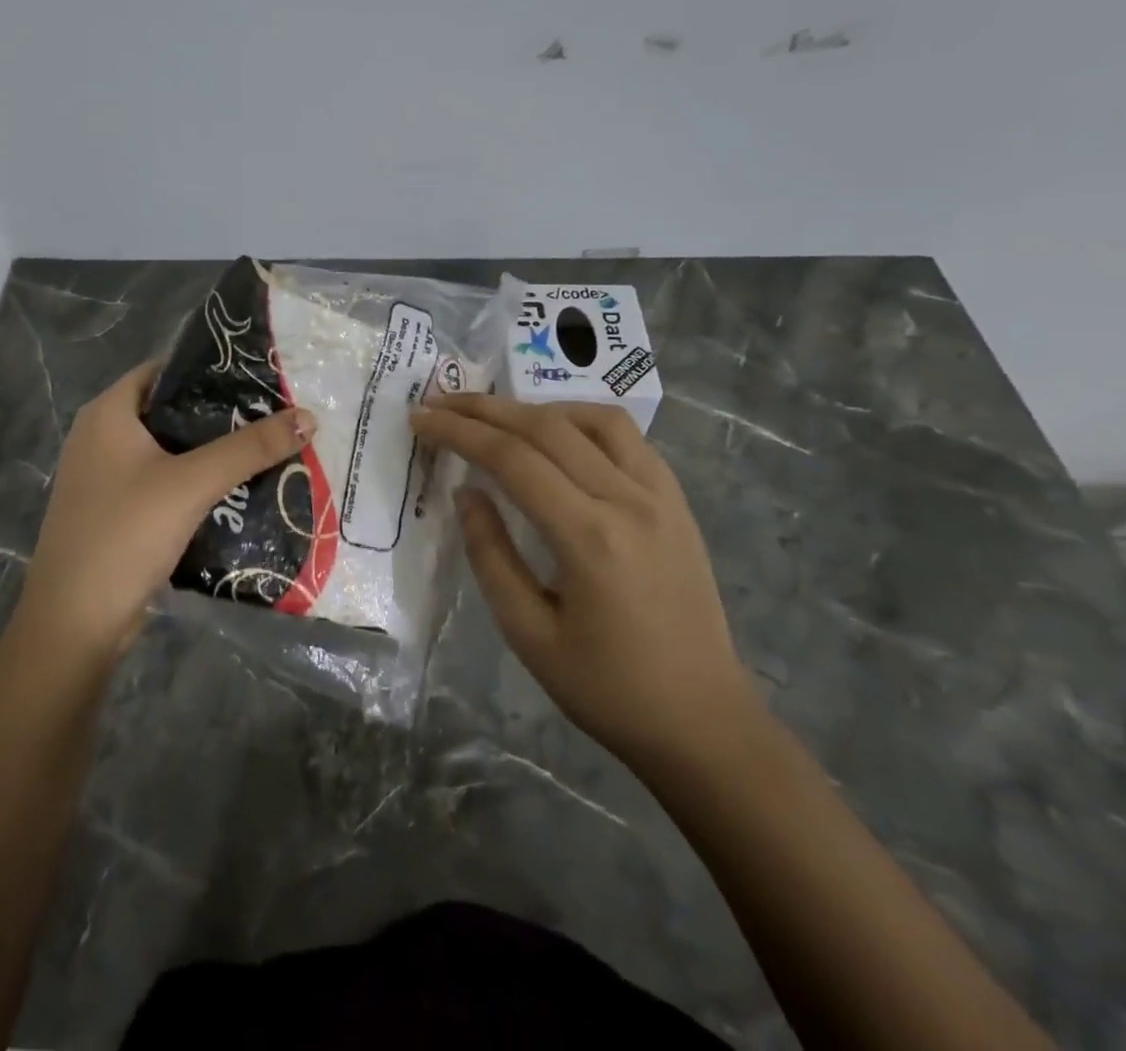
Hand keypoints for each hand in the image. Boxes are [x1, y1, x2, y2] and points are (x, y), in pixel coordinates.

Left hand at [16, 362, 315, 659]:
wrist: (75, 624)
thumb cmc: (125, 534)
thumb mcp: (192, 483)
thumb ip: (250, 448)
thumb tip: (308, 417)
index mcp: (107, 414)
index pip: (164, 370)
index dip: (209, 371)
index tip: (258, 377)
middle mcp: (101, 438)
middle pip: (171, 411)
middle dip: (220, 415)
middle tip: (273, 414)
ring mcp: (106, 479)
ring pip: (170, 452)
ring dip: (212, 453)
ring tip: (267, 448)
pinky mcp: (117, 514)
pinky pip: (164, 484)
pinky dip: (197, 484)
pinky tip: (238, 490)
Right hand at [410, 393, 760, 773]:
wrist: (704, 723)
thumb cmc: (608, 689)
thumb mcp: (528, 634)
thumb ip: (491, 555)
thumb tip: (467, 493)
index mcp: (588, 537)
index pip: (512, 459)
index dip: (459, 432)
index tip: (420, 419)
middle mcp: (628, 500)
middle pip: (547, 426)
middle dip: (485, 408)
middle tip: (440, 402)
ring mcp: (661, 496)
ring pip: (594, 419)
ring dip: (537, 407)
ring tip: (498, 417)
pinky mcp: (678, 502)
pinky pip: (628, 438)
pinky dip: (583, 422)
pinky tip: (558, 437)